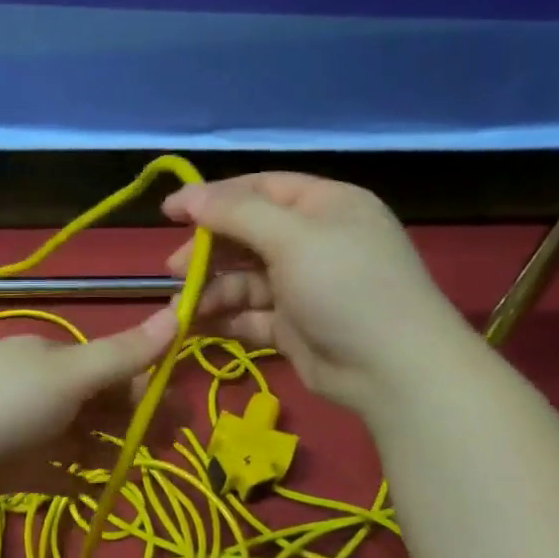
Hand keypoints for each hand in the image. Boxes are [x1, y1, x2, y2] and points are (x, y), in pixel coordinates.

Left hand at [0, 308, 180, 505]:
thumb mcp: (65, 376)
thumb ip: (121, 355)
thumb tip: (179, 311)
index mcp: (57, 360)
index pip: (116, 370)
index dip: (151, 390)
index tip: (182, 418)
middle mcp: (43, 391)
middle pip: (101, 407)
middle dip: (135, 425)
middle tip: (168, 450)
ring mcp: (24, 431)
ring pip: (79, 441)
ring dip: (109, 453)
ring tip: (138, 472)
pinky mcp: (7, 468)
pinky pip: (52, 473)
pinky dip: (74, 479)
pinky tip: (96, 491)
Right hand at [162, 171, 470, 409]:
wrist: (390, 368)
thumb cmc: (345, 286)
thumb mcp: (293, 238)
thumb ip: (237, 215)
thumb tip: (190, 196)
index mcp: (324, 206)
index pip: (260, 189)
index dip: (212, 197)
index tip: (169, 212)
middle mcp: (313, 241)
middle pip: (247, 235)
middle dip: (208, 250)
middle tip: (173, 268)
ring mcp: (303, 287)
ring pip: (244, 280)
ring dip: (211, 290)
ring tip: (181, 307)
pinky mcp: (293, 326)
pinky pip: (249, 315)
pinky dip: (224, 318)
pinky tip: (196, 325)